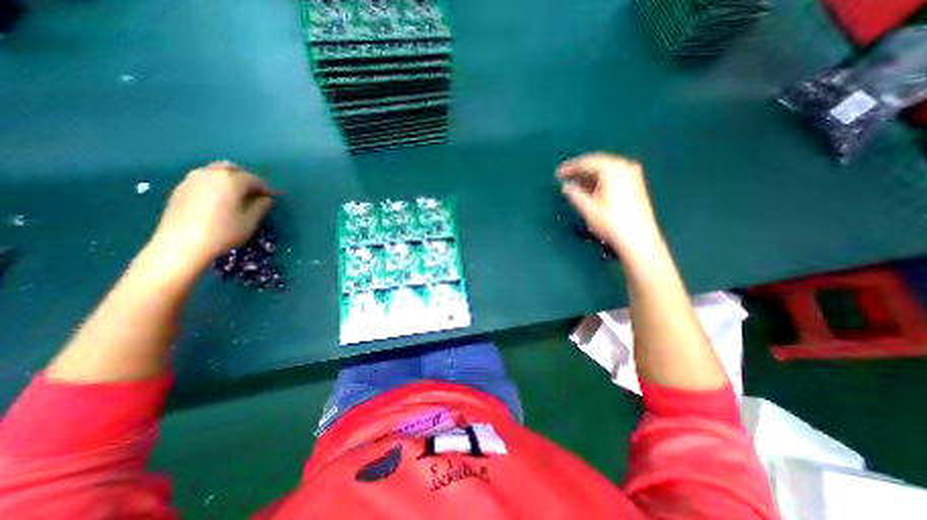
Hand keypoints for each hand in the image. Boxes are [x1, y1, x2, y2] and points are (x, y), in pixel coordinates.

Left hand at [148, 161, 272, 275]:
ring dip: (230, 180)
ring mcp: (192, 179)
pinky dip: (216, 184)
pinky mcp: (181, 188)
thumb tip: (266, 198)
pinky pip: (204, 179)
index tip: (272, 198)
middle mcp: (211, 174)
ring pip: (216, 171)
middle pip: (233, 169)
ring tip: (237, 196)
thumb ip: (261, 206)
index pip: (254, 179)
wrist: (182, 244)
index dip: (266, 188)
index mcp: (231, 180)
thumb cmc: (223, 232)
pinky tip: (219, 199)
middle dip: (246, 179)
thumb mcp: (250, 221)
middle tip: (254, 194)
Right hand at [558, 150, 665, 255]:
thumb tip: (566, 186)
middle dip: (579, 169)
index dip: (570, 167)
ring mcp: (632, 175)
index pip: (586, 162)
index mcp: (612, 169)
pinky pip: (612, 176)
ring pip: (605, 170)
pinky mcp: (635, 185)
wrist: (638, 239)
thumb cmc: (611, 222)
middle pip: (597, 163)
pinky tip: (590, 188)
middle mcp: (624, 167)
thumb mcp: (588, 208)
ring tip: (574, 183)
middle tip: (564, 175)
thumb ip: (575, 194)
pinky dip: (599, 180)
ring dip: (589, 175)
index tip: (557, 173)